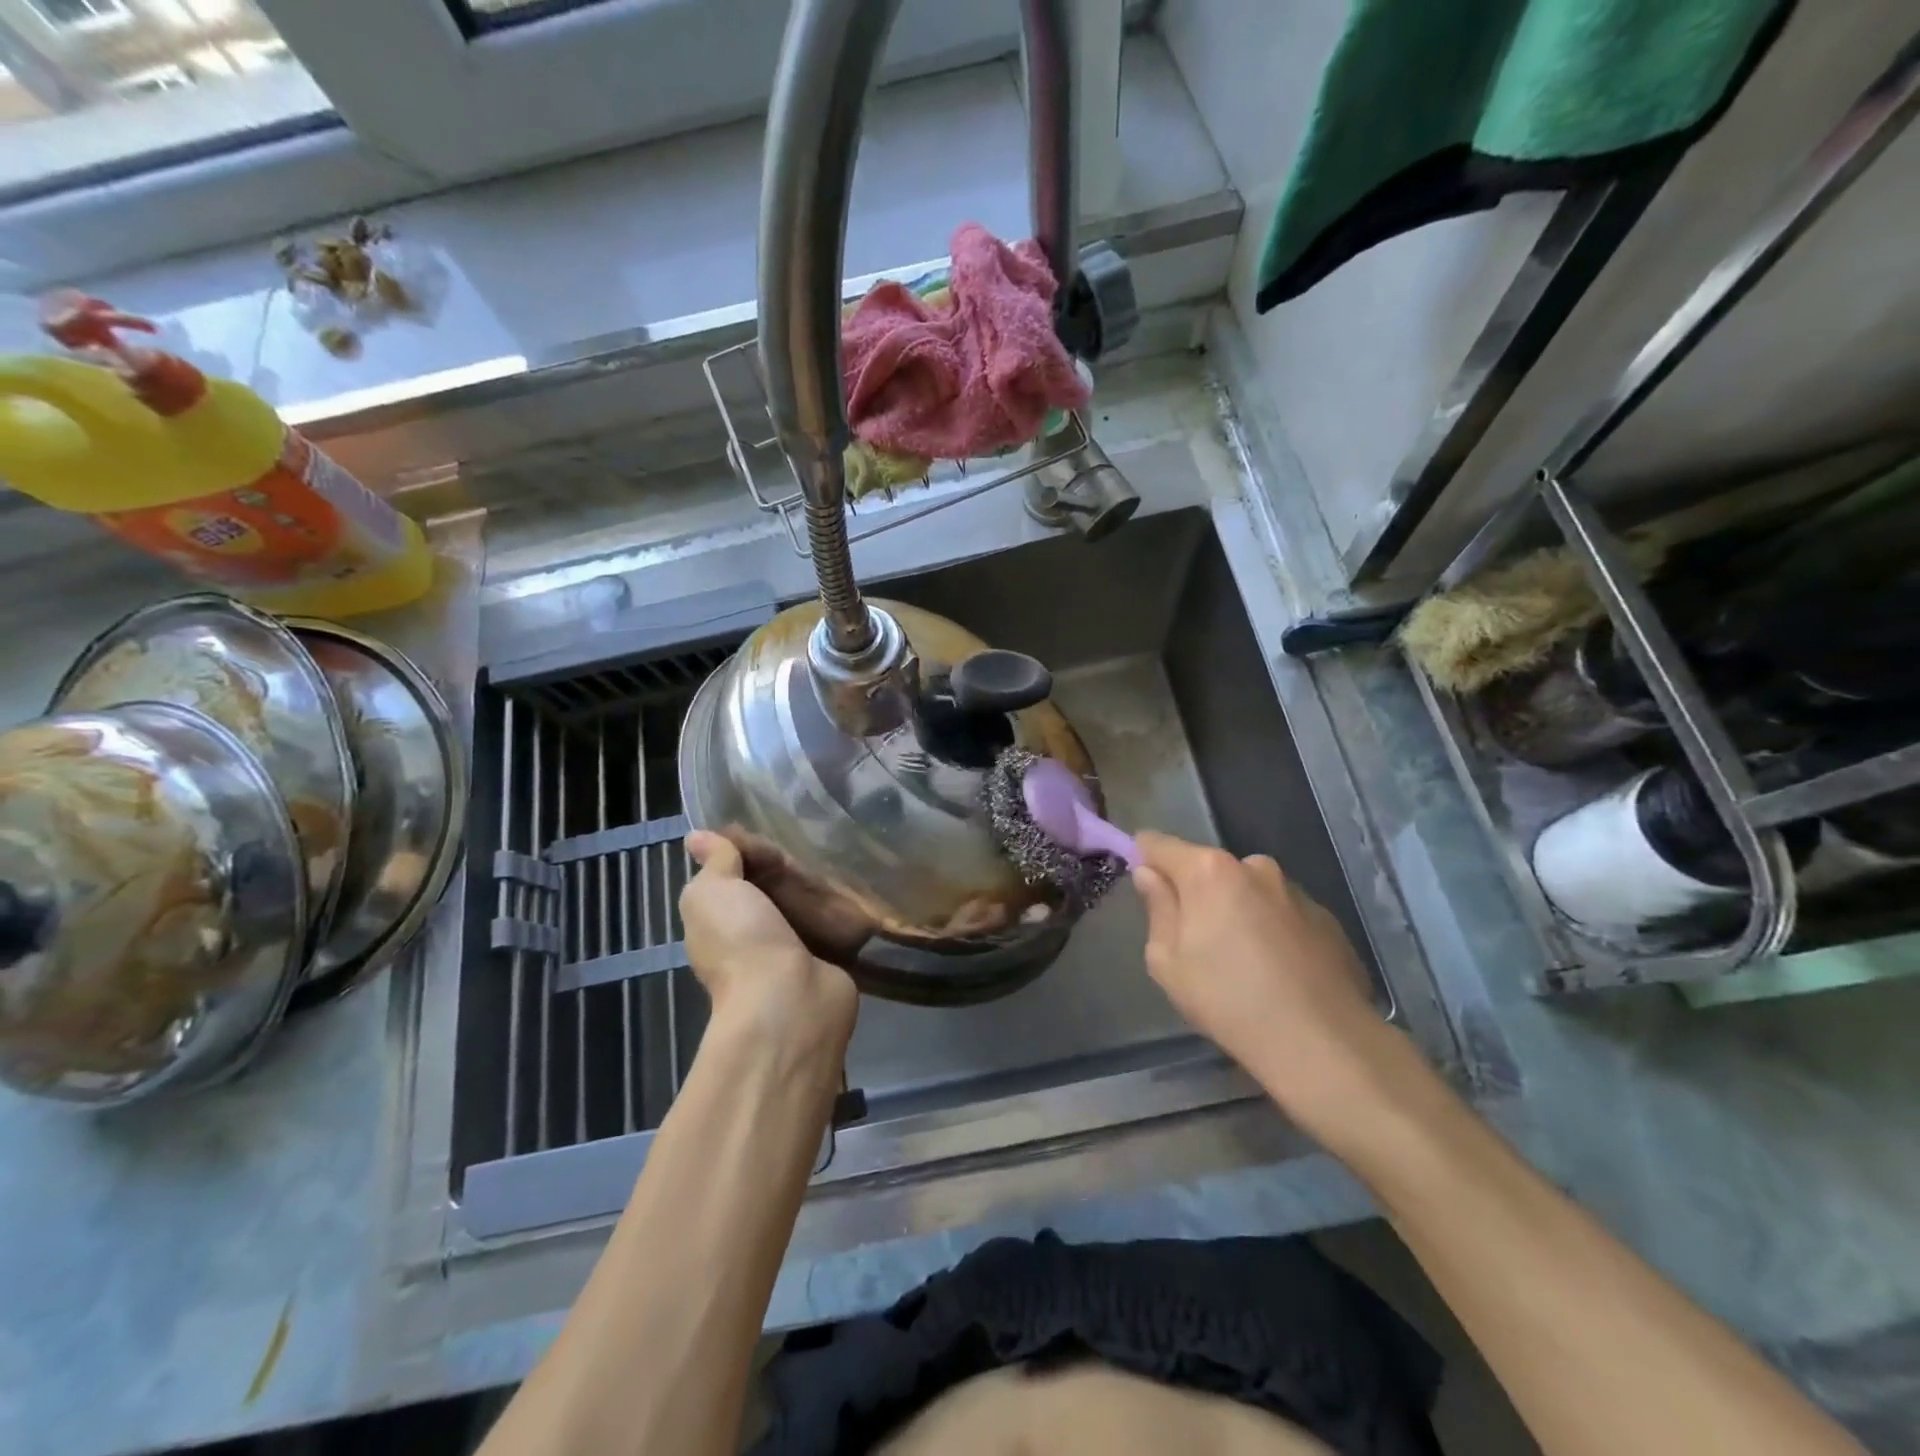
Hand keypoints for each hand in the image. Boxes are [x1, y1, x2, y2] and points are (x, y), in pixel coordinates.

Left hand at [681, 831, 857, 1064]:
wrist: (789, 1000)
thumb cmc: (743, 940)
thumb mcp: (713, 891)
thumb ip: (715, 863)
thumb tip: (698, 837)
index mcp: (719, 918)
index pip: (734, 872)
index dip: (750, 848)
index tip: (772, 832)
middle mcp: (752, 934)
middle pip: (773, 885)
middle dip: (791, 864)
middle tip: (814, 840)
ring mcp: (792, 949)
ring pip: (805, 903)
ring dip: (819, 884)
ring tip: (841, 854)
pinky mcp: (828, 959)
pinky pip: (835, 923)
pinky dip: (845, 907)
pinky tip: (859, 884)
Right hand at [1131, 833, 1411, 1147]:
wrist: (1324, 1043)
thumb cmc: (1229, 1000)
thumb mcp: (1168, 962)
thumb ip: (1156, 908)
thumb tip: (1149, 874)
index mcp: (1209, 871)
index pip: (1159, 844)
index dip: (1144, 860)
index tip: (1143, 887)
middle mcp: (1254, 867)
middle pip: (1207, 868)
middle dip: (1196, 894)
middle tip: (1195, 943)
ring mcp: (1295, 890)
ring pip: (1247, 891)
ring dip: (1237, 912)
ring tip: (1242, 965)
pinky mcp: (1326, 917)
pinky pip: (1281, 913)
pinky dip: (1271, 931)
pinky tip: (1277, 974)